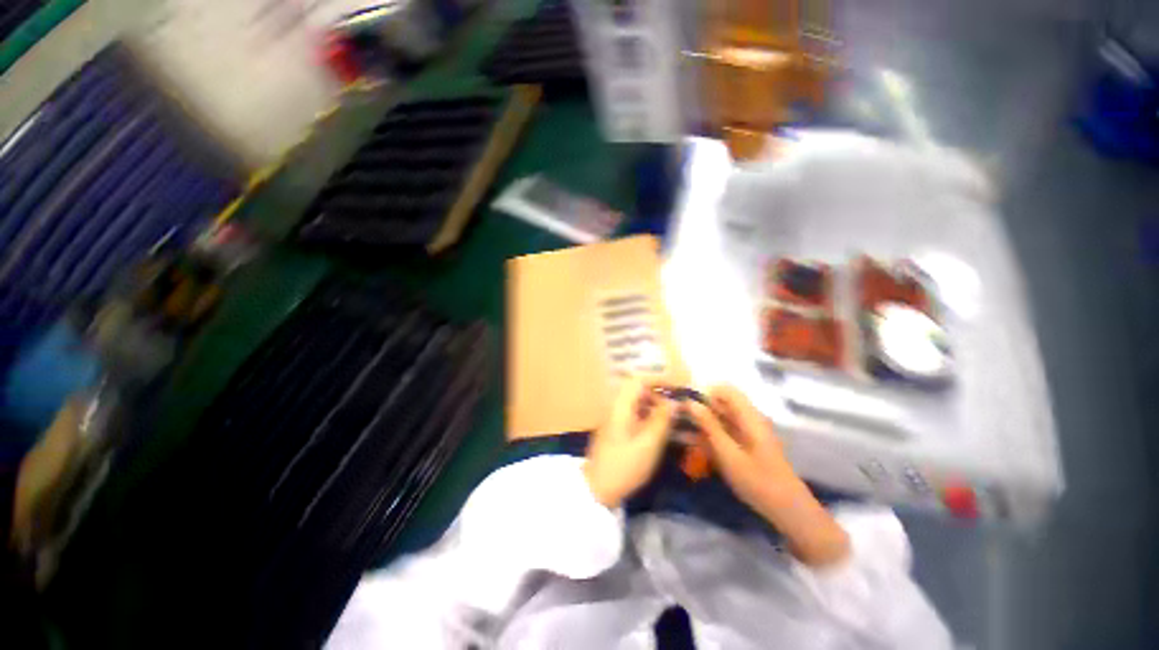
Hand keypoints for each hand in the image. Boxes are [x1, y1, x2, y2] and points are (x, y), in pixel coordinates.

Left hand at [584, 377, 674, 508]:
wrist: (597, 489)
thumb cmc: (624, 465)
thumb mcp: (648, 444)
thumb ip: (662, 420)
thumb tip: (674, 402)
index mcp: (621, 406)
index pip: (639, 380)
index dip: (658, 380)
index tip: (677, 388)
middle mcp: (616, 407)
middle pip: (638, 391)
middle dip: (659, 395)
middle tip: (677, 408)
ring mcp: (615, 418)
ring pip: (637, 403)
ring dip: (655, 406)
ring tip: (673, 419)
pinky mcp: (616, 429)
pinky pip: (635, 415)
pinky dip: (648, 417)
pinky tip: (660, 430)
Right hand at [686, 385, 795, 511]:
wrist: (786, 509)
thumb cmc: (757, 480)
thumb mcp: (728, 453)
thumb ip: (709, 426)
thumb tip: (691, 402)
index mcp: (748, 416)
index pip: (724, 389)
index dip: (704, 391)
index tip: (684, 401)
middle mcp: (748, 419)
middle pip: (721, 403)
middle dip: (699, 407)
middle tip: (677, 417)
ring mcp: (747, 431)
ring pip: (719, 417)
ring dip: (701, 422)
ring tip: (679, 430)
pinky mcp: (745, 444)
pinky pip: (723, 431)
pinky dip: (708, 435)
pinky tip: (692, 443)